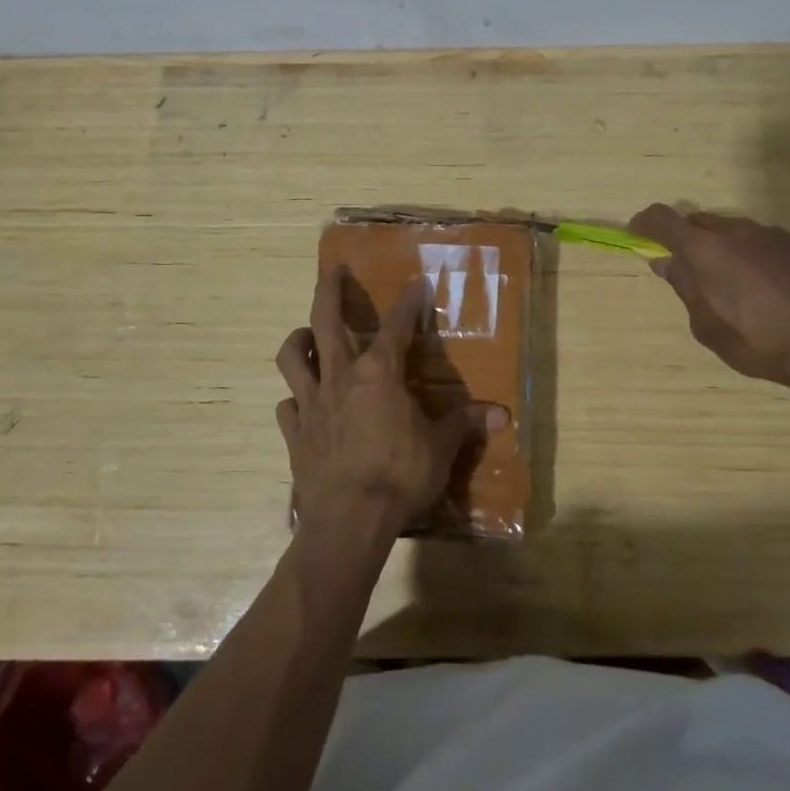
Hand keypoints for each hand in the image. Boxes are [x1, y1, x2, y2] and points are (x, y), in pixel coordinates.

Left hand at [275, 266, 507, 537]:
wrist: (348, 519)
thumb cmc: (399, 475)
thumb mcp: (440, 448)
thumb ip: (464, 425)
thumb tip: (502, 415)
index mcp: (379, 373)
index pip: (397, 326)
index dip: (408, 302)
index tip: (416, 282)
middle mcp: (340, 377)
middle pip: (326, 320)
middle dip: (330, 290)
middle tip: (333, 270)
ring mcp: (311, 403)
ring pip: (293, 357)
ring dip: (299, 340)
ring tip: (307, 335)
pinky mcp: (294, 433)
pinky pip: (287, 406)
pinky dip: (294, 399)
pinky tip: (301, 403)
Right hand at [628, 203, 789, 397]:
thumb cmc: (758, 342)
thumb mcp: (707, 326)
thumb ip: (684, 287)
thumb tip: (665, 262)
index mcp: (705, 251)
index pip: (663, 219)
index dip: (645, 222)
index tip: (638, 233)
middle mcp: (737, 232)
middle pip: (702, 222)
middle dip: (690, 239)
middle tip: (692, 269)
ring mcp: (775, 234)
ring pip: (738, 232)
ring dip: (728, 249)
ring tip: (740, 285)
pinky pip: (771, 243)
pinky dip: (762, 258)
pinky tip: (776, 289)